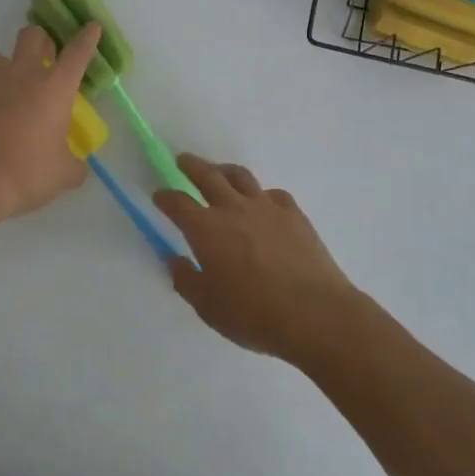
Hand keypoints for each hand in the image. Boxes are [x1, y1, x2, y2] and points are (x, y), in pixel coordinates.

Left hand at [0, 22, 102, 224]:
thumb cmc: (28, 172)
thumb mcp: (64, 174)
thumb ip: (74, 164)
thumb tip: (77, 166)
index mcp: (55, 87)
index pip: (77, 53)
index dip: (87, 38)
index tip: (92, 27)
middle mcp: (23, 75)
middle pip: (30, 36)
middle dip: (39, 40)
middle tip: (44, 57)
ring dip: (1, 59)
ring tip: (7, 79)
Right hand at [152, 154, 362, 365]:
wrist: (315, 314)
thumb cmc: (254, 315)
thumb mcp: (208, 307)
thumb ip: (186, 280)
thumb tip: (175, 260)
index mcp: (205, 229)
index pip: (177, 203)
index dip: (165, 197)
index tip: (159, 196)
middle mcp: (233, 209)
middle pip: (208, 175)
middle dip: (191, 166)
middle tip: (182, 160)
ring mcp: (266, 207)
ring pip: (241, 176)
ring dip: (224, 170)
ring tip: (220, 172)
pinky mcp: (294, 214)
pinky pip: (272, 194)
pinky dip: (260, 194)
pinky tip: (262, 203)